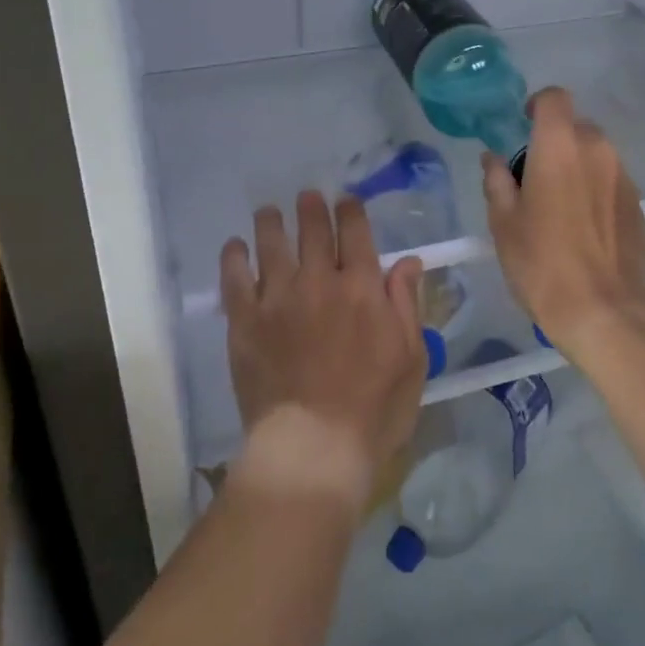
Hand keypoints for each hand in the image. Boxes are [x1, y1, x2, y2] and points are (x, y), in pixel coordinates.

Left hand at [220, 191, 425, 506]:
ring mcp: (276, 298)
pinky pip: (234, 277)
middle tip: (307, 197)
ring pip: (271, 243)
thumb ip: (406, 304)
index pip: (355, 231)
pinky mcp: (244, 321)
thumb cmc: (373, 410)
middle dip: (311, 207)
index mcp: (361, 287)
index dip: (350, 210)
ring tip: (269, 212)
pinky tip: (235, 247)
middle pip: (312, 228)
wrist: (312, 448)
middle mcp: (317, 280)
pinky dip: (234, 257)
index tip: (346, 201)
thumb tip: (407, 261)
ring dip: (271, 222)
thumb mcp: (410, 358)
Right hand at [482, 87, 644, 362]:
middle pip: (575, 127)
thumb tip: (493, 159)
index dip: (537, 105)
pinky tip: (582, 228)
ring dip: (576, 167)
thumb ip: (497, 181)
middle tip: (533, 178)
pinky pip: (611, 181)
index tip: (523, 126)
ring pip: (595, 155)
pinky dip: (595, 190)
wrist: (606, 312)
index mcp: (560, 146)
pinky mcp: (639, 204)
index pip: (554, 98)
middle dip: (554, 142)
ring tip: (558, 207)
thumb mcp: (503, 223)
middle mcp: (598, 150)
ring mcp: (624, 177)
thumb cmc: (543, 263)